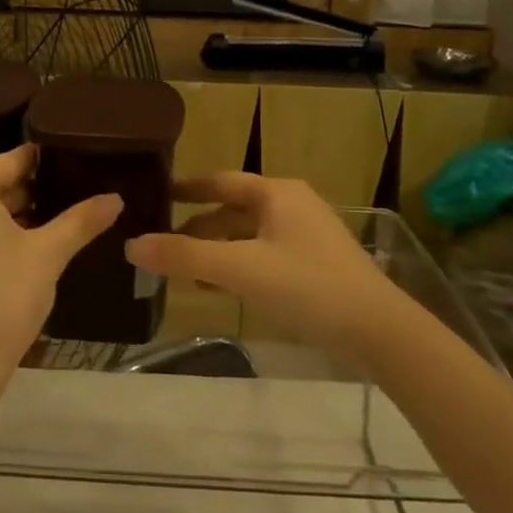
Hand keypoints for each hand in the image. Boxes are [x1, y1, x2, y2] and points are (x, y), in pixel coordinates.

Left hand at [0, 145, 121, 406]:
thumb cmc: (2, 299)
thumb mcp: (48, 255)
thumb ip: (81, 220)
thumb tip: (115, 198)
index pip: (10, 163)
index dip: (42, 165)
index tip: (70, 166)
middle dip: (23, 198)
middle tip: (63, 206)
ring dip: (0, 221)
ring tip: (41, 234)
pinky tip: (5, 261)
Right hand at [125, 174, 402, 370]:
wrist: (380, 331)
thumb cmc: (308, 286)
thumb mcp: (241, 269)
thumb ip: (185, 257)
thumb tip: (132, 245)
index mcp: (277, 193)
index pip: (221, 181)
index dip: (188, 188)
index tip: (157, 194)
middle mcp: (291, 205)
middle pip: (233, 211)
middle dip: (198, 228)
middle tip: (161, 244)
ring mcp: (306, 236)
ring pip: (248, 236)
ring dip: (216, 251)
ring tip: (184, 272)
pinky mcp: (314, 265)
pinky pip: (264, 256)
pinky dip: (238, 266)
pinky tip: (221, 288)